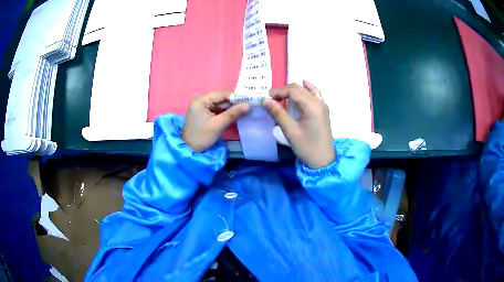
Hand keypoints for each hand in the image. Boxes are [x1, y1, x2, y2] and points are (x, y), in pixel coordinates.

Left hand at [182, 91, 249, 151]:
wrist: (190, 149)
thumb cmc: (202, 136)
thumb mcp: (218, 125)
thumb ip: (233, 113)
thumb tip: (249, 105)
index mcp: (201, 100)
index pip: (222, 94)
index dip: (236, 97)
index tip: (249, 102)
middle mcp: (201, 100)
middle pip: (221, 98)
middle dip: (234, 103)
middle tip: (249, 107)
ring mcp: (202, 106)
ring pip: (220, 104)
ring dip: (231, 108)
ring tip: (245, 111)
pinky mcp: (204, 113)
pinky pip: (217, 109)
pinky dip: (226, 112)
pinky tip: (235, 115)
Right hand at [264, 81, 334, 168]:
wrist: (323, 160)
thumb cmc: (306, 147)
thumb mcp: (290, 131)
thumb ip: (278, 113)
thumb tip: (265, 100)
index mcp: (311, 105)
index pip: (293, 91)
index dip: (279, 91)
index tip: (267, 97)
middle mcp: (319, 102)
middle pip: (300, 89)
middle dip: (285, 90)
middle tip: (272, 98)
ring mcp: (323, 105)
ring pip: (307, 90)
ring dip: (295, 90)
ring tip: (283, 95)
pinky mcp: (324, 110)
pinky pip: (316, 94)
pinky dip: (308, 88)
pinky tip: (304, 84)